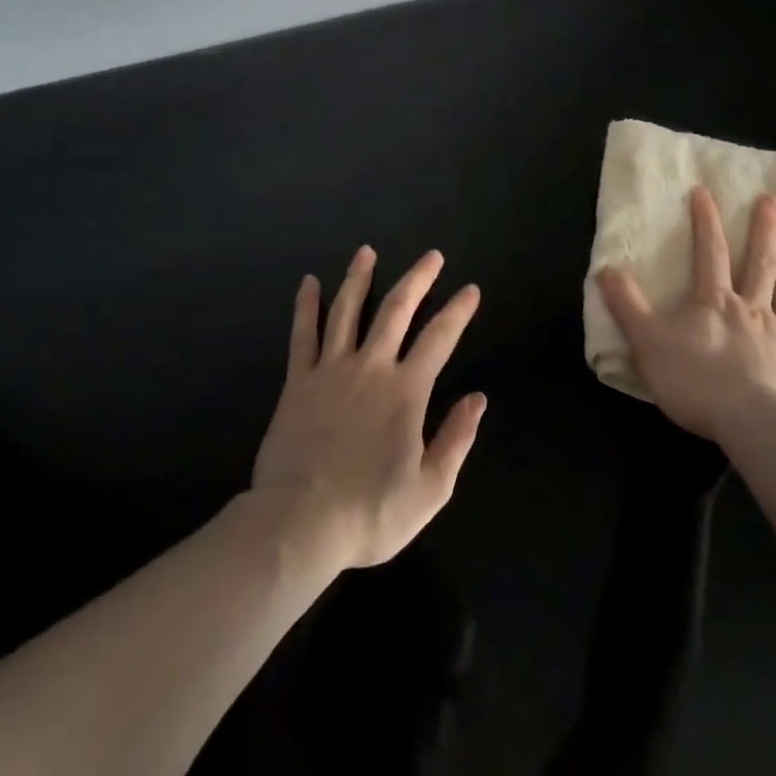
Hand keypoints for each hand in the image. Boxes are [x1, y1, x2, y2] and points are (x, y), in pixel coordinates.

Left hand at [252, 246, 485, 570]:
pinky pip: (303, 334)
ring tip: (367, 251)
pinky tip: (308, 283)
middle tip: (431, 256)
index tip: (471, 290)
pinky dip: (307, 305)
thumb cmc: (369, 512)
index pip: (440, 338)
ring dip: (359, 277)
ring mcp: (330, 370)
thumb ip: (456, 439)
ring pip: (347, 310)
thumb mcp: (430, 488)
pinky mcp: (297, 382)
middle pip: (396, 310)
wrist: (298, 524)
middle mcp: (371, 367)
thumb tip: (478, 398)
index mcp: (406, 391)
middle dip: (418, 279)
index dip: (458, 311)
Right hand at [596, 188, 775, 443]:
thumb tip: (605, 269)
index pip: (709, 253)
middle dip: (765, 232)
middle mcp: (752, 311)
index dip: (705, 221)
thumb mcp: (647, 341)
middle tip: (774, 202)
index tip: (704, 191)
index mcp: (716, 302)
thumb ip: (627, 305)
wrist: (745, 422)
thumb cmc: (694, 380)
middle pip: (759, 264)